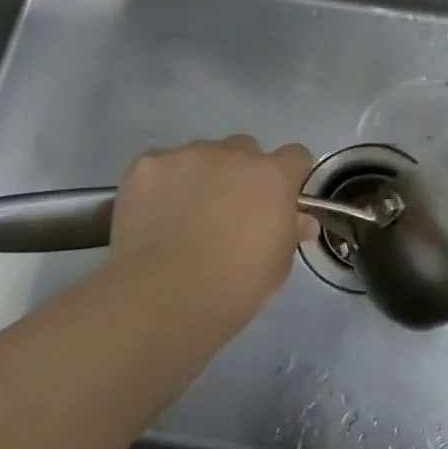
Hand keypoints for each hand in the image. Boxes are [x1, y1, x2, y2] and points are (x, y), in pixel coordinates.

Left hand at [103, 136, 313, 333]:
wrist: (163, 298)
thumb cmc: (234, 287)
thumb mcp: (278, 265)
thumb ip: (290, 231)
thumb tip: (300, 220)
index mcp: (273, 175)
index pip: (295, 156)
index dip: (288, 177)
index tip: (278, 202)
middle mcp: (233, 153)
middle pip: (245, 150)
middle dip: (241, 174)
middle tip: (228, 213)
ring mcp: (187, 155)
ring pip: (201, 156)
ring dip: (201, 177)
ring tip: (184, 217)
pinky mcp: (147, 165)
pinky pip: (161, 166)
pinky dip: (162, 185)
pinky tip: (154, 217)